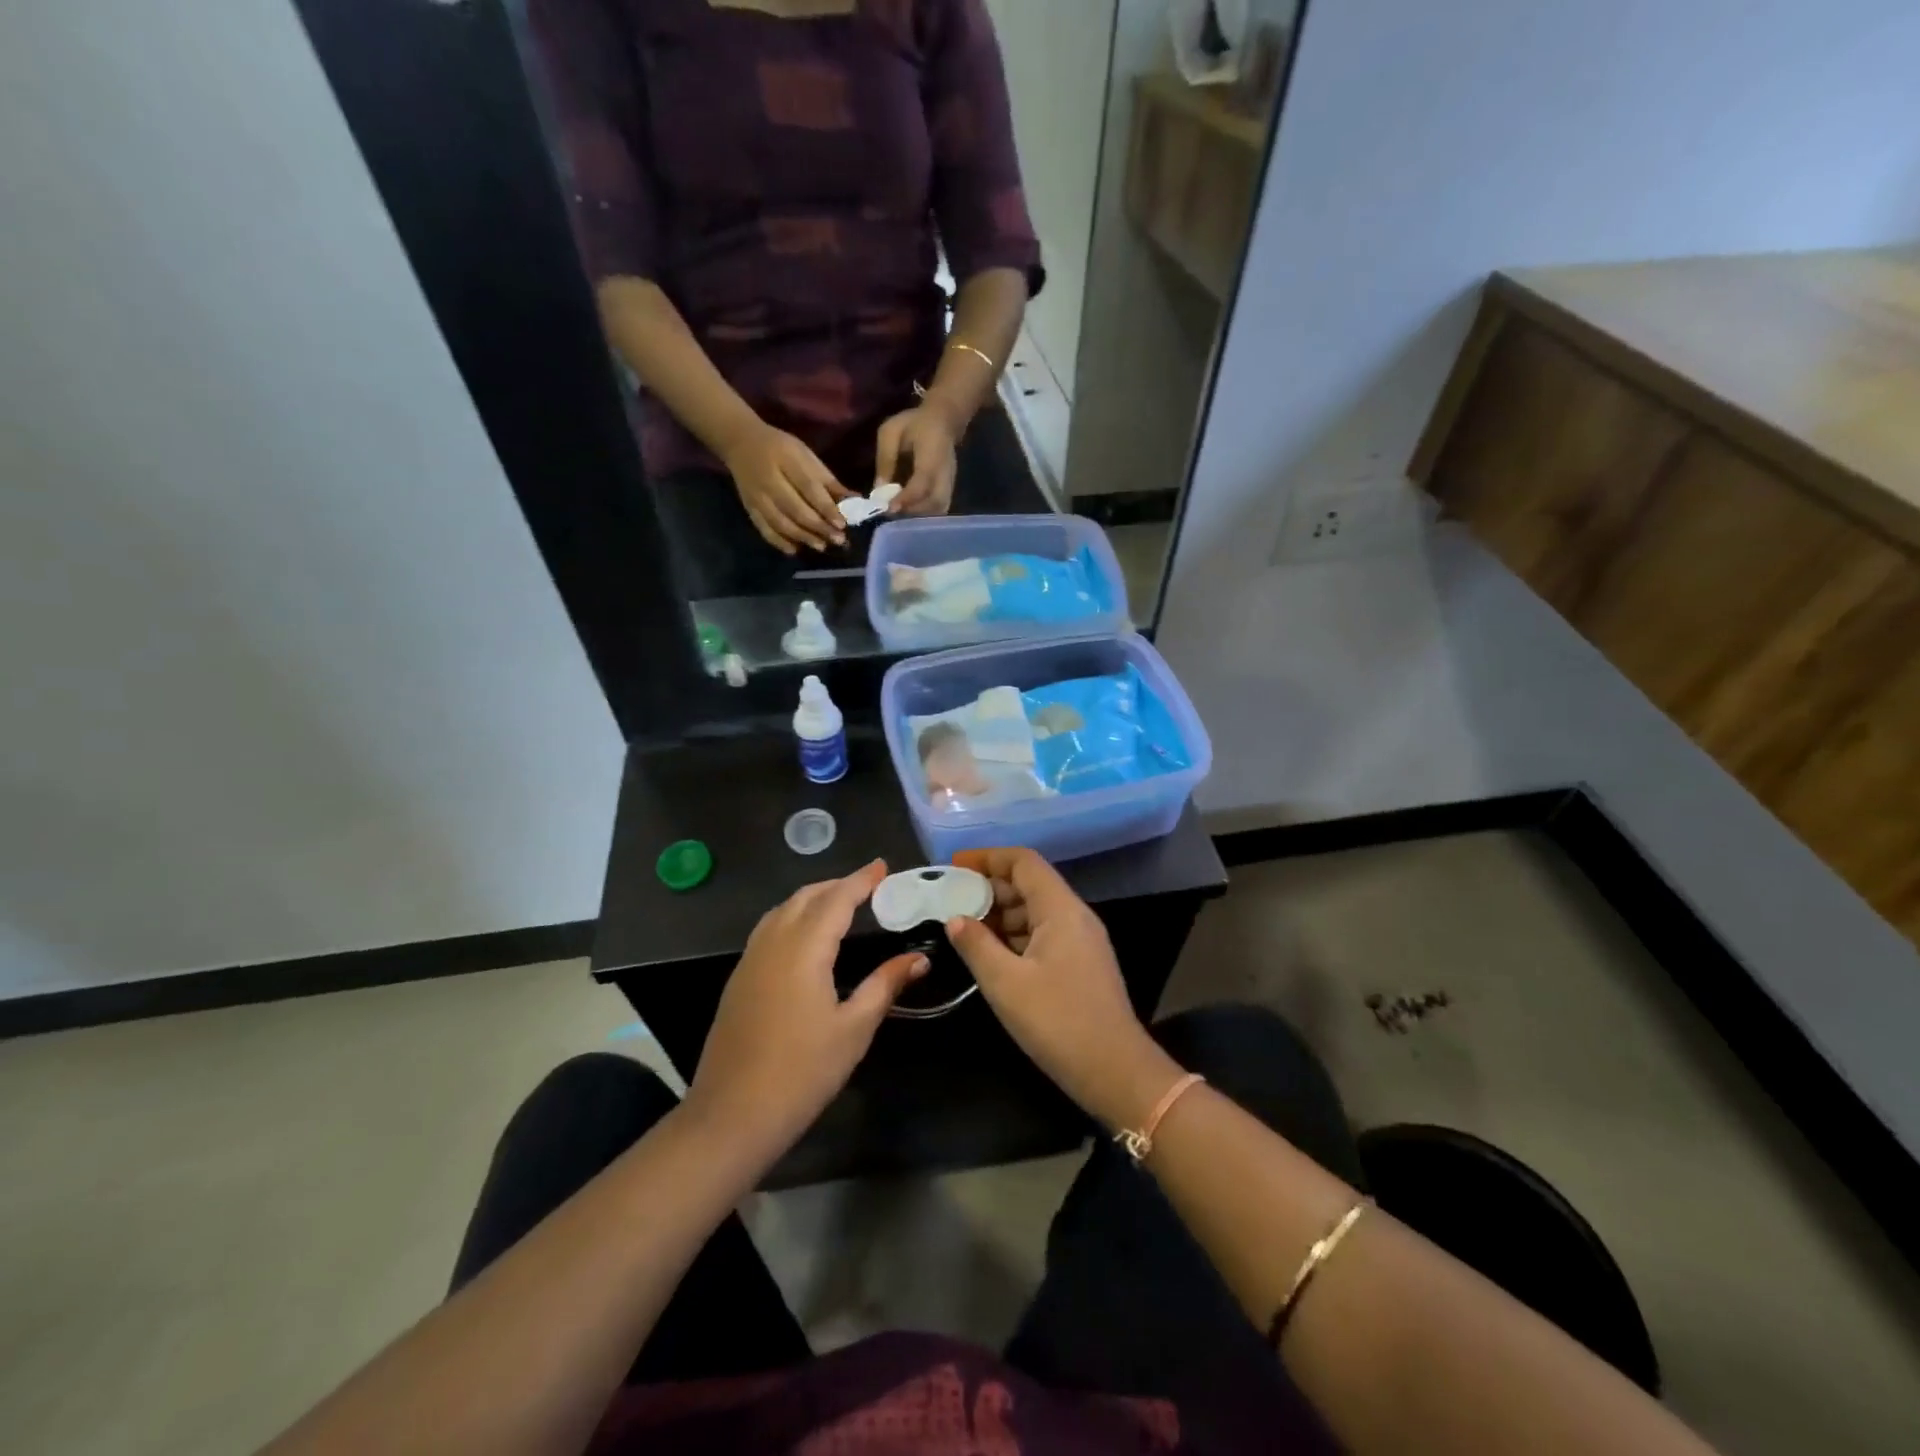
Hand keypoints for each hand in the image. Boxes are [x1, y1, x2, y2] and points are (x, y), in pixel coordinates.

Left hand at [685, 861, 928, 1159]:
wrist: (732, 1115)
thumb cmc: (802, 1072)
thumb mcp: (854, 1029)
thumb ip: (885, 985)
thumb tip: (919, 959)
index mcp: (804, 949)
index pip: (836, 900)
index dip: (861, 880)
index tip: (882, 866)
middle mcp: (773, 943)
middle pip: (805, 897)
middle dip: (837, 885)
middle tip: (868, 885)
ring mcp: (750, 960)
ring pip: (782, 910)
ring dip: (812, 898)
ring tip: (840, 903)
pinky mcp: (738, 980)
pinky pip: (768, 929)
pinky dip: (792, 916)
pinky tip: (805, 936)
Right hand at [720, 421, 851, 553]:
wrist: (740, 443)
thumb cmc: (781, 448)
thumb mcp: (806, 455)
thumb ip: (828, 480)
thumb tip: (855, 501)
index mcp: (786, 460)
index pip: (809, 488)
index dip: (826, 508)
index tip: (842, 524)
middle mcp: (769, 480)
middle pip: (795, 509)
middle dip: (818, 527)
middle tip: (838, 540)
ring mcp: (756, 496)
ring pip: (781, 522)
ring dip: (803, 537)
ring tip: (821, 546)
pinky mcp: (749, 508)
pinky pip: (764, 529)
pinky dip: (780, 542)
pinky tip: (795, 550)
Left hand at [875, 400, 961, 515]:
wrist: (943, 419)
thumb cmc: (914, 423)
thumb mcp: (891, 432)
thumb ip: (885, 458)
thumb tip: (878, 489)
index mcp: (932, 455)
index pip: (922, 483)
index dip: (906, 498)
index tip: (889, 508)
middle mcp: (945, 472)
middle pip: (935, 503)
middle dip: (912, 512)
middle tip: (891, 513)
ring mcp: (950, 482)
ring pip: (939, 510)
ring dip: (919, 517)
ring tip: (899, 515)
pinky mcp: (950, 489)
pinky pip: (940, 509)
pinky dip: (925, 516)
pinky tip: (909, 513)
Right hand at [946, 848, 1182, 1130]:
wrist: (1115, 1071)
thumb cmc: (1058, 1021)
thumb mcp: (1005, 983)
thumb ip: (976, 945)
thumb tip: (955, 918)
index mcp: (1061, 909)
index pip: (1023, 861)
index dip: (988, 857)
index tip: (955, 866)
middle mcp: (1074, 915)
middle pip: (1030, 883)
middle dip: (990, 887)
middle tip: (953, 900)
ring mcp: (1081, 940)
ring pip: (1036, 910)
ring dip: (1001, 913)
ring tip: (965, 928)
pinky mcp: (1081, 964)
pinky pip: (1044, 933)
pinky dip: (1016, 935)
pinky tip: (992, 954)